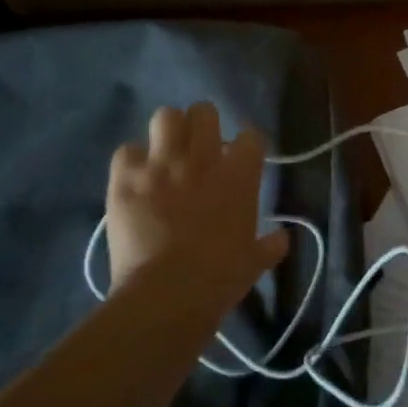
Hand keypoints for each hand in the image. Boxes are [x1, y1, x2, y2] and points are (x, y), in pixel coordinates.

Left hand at [105, 103, 290, 312]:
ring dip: (168, 132)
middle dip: (203, 125)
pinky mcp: (125, 178)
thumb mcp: (255, 261)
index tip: (239, 158)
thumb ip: (271, 244)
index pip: (250, 136)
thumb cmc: (221, 277)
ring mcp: (161, 165)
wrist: (168, 293)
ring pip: (166, 117)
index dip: (244, 145)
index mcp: (240, 175)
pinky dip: (131, 161)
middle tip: (199, 147)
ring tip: (166, 153)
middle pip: (205, 113)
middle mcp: (202, 159)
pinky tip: (135, 178)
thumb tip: (281, 237)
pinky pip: (126, 150)